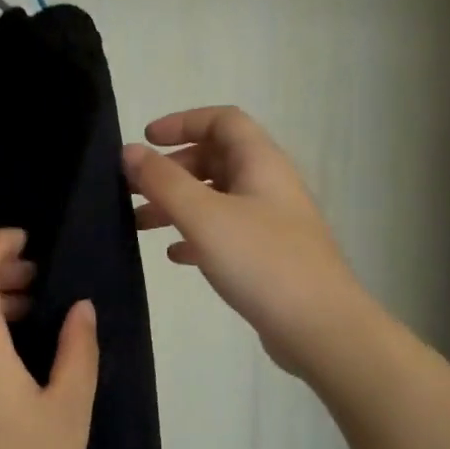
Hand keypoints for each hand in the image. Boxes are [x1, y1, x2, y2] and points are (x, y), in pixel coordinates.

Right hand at [125, 106, 362, 376]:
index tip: (145, 141)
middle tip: (132, 188)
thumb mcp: (204, 216)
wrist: (320, 328)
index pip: (222, 121)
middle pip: (216, 159)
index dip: (182, 122)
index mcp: (261, 163)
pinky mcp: (268, 257)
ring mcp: (271, 223)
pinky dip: (196, 236)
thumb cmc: (262, 262)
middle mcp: (268, 185)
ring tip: (139, 224)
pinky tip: (175, 256)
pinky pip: (225, 234)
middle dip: (172, 169)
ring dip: (177, 204)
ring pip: (216, 198)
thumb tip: (129, 150)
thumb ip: (163, 181)